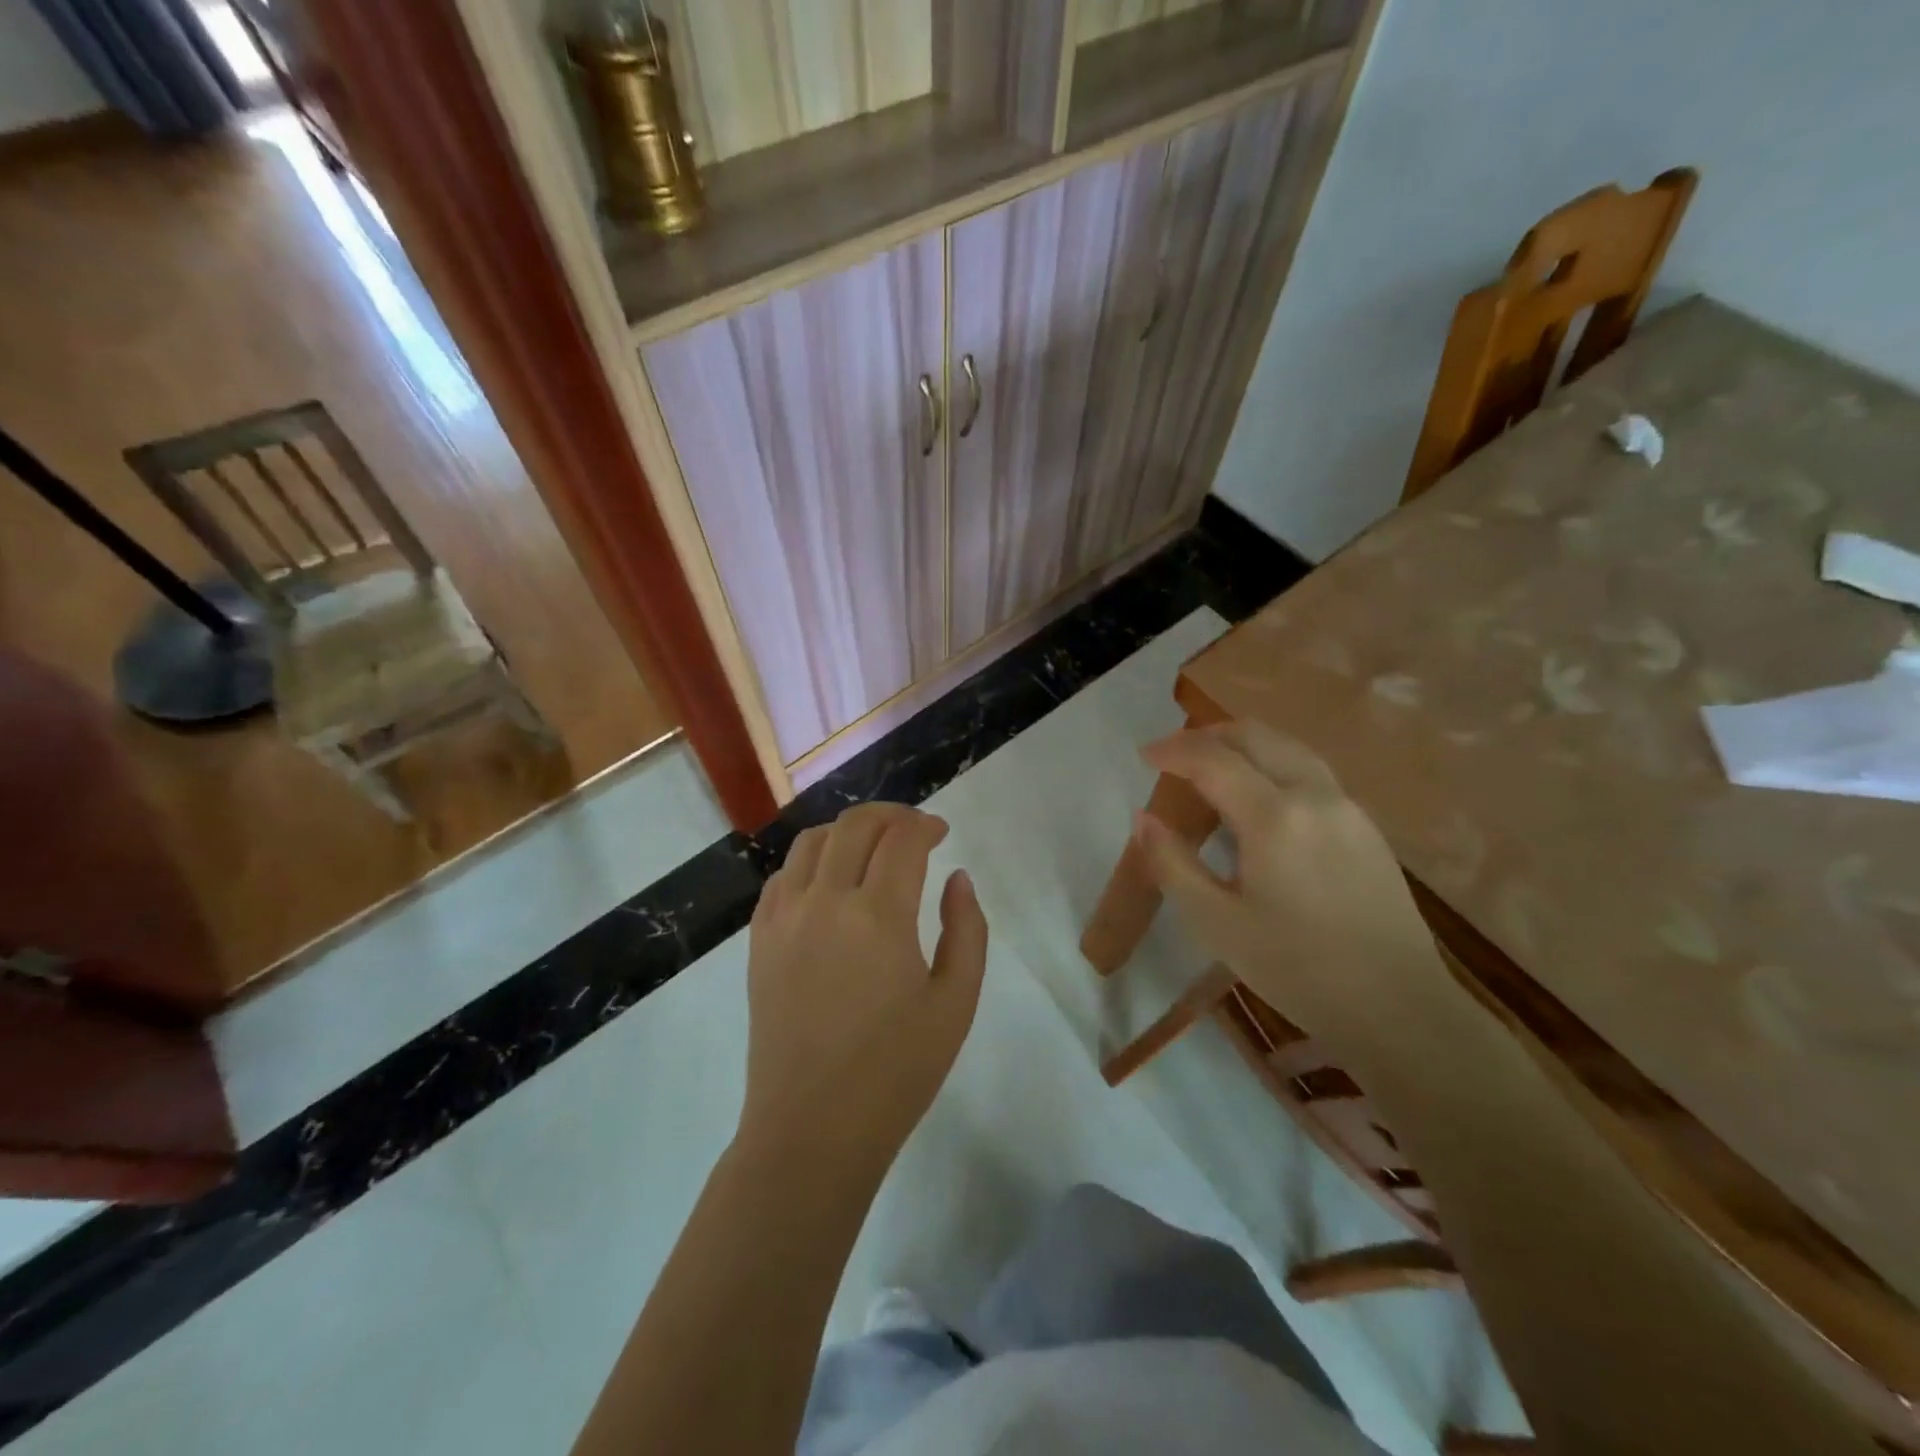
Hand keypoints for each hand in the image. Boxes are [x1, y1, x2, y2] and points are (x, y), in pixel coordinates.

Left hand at [740, 804, 988, 1179]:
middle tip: (913, 830)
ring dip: (848, 831)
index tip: (941, 833)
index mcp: (878, 917)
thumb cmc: (896, 1072)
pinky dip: (811, 861)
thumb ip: (966, 930)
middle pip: (855, 826)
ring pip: (812, 841)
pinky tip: (829, 882)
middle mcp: (825, 902)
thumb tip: (957, 878)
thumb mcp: (955, 1004)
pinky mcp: (759, 940)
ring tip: (872, 849)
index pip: (902, 839)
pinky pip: (782, 876)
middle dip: (890, 816)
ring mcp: (784, 919)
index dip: (925, 825)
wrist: (812, 1129)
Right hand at [1133, 723, 1451, 1064]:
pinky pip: (1310, 772)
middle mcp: (1315, 795)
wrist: (1400, 1008)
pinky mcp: (1367, 826)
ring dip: (1243, 745)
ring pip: (1288, 748)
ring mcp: (1348, 807)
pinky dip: (1271, 764)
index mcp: (1275, 817)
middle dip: (1208, 735)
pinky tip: (1258, 799)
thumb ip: (1173, 865)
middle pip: (1256, 736)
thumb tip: (1143, 819)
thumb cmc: (1298, 969)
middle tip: (1173, 754)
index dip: (1174, 750)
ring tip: (1211, 767)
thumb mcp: (1217, 924)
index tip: (1144, 755)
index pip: (1214, 759)